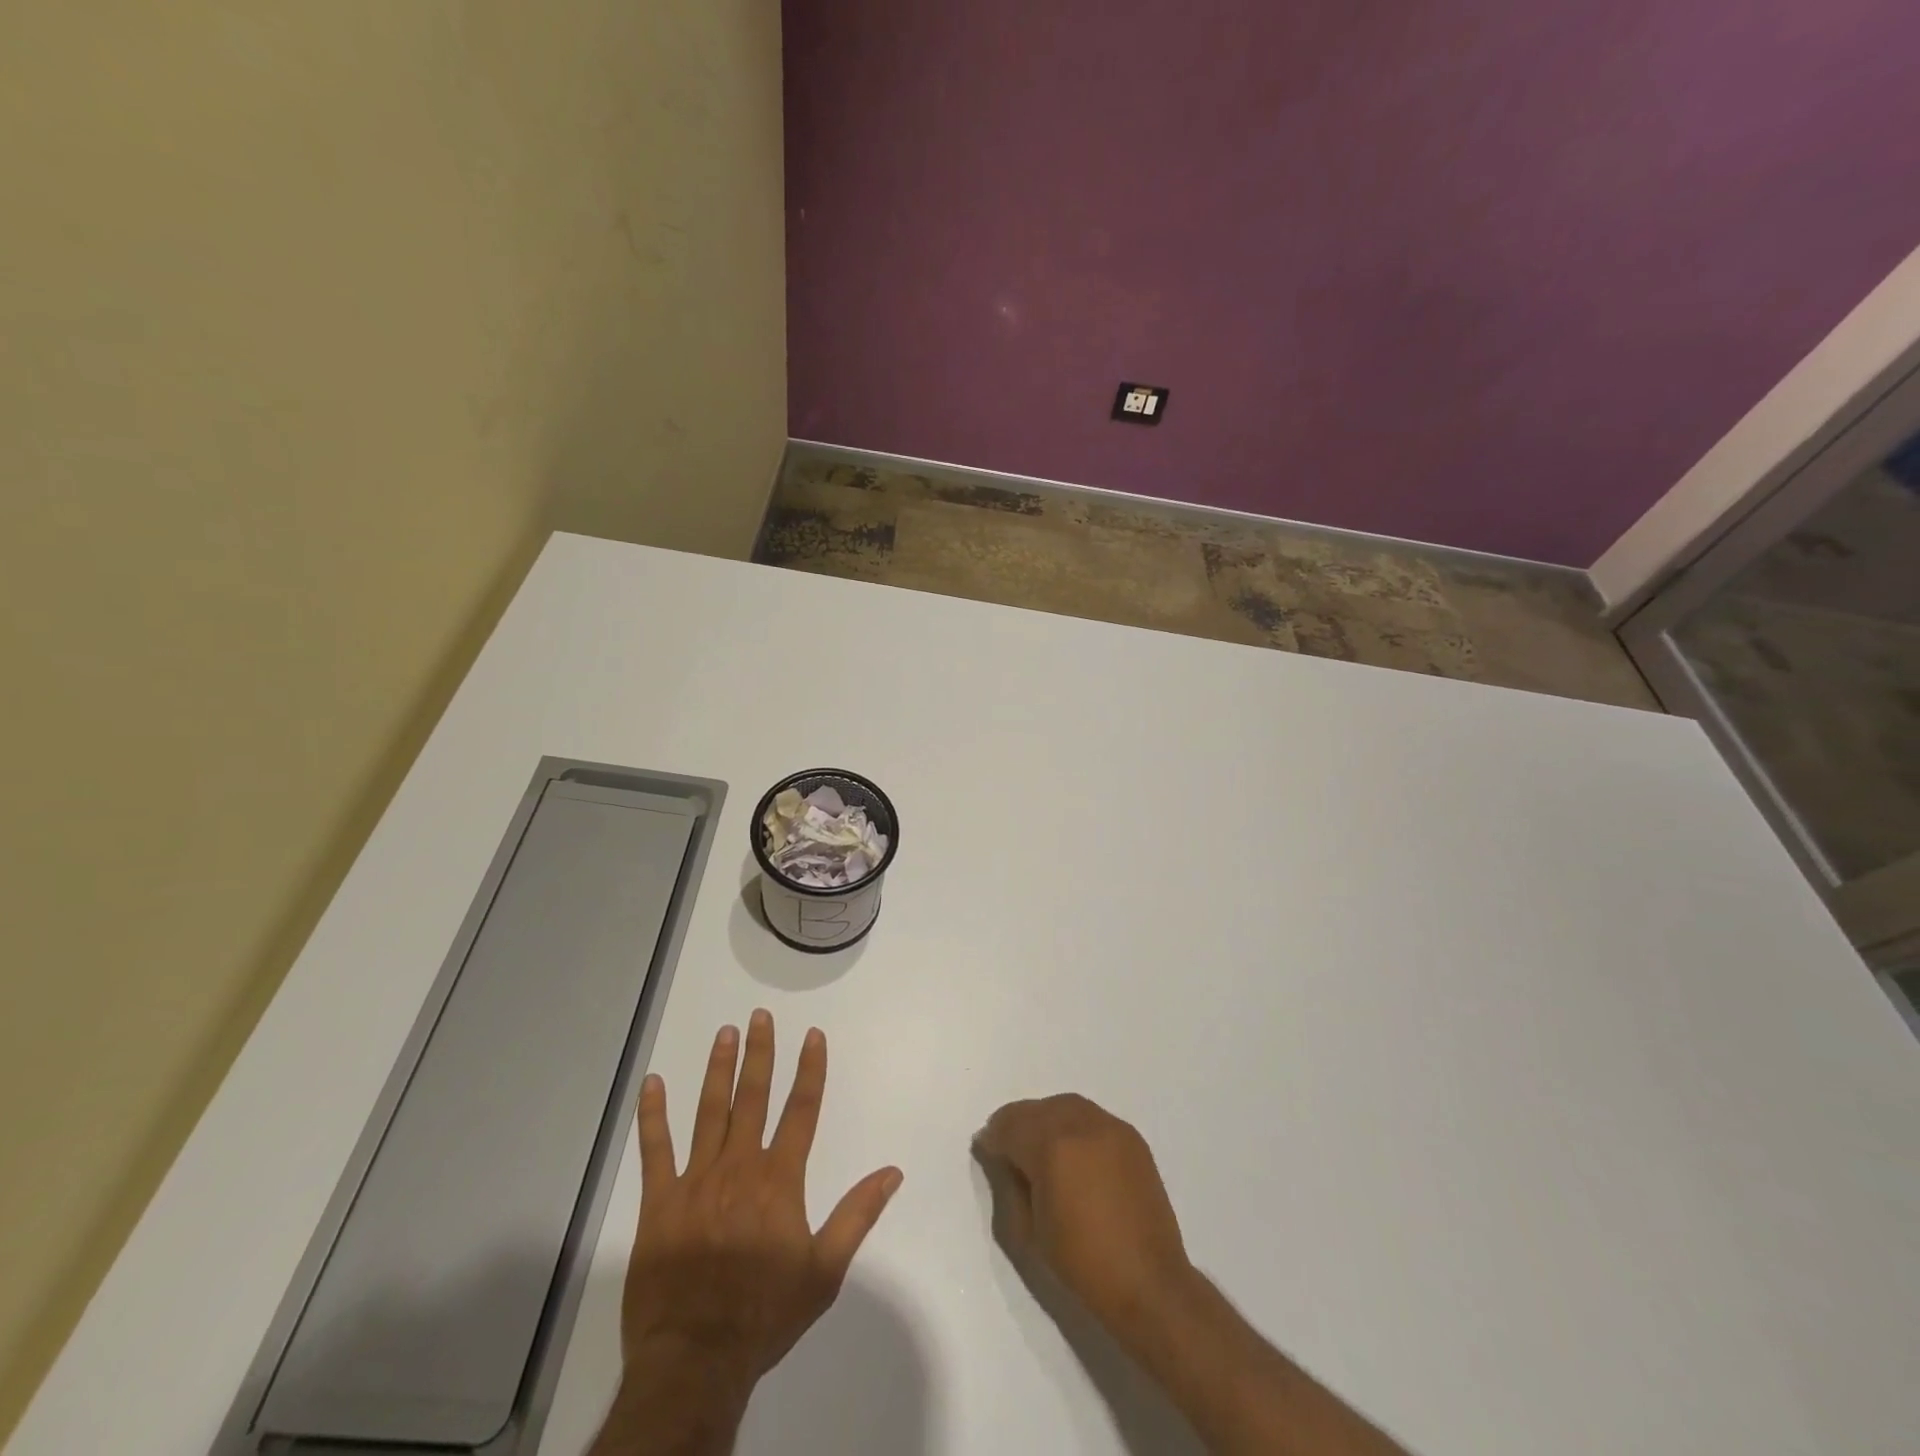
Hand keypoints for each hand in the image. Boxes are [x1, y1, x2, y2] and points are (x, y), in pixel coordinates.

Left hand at [618, 1011, 903, 1401]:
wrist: (696, 1359)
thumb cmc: (765, 1314)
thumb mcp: (825, 1270)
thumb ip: (857, 1215)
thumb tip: (892, 1171)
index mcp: (779, 1179)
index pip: (802, 1110)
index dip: (810, 1070)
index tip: (813, 1035)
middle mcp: (740, 1166)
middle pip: (753, 1097)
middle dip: (760, 1053)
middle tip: (760, 1016)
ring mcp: (696, 1180)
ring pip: (709, 1111)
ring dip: (717, 1069)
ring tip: (725, 1033)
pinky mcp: (659, 1201)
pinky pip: (654, 1150)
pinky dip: (653, 1115)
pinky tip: (651, 1084)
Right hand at [974, 1093, 1193, 1338]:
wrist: (1149, 1283)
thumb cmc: (1082, 1264)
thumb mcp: (1029, 1231)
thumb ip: (1010, 1184)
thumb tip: (1002, 1158)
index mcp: (1052, 1147)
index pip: (1010, 1126)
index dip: (994, 1137)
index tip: (986, 1149)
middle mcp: (1081, 1125)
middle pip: (1037, 1109)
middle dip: (1017, 1123)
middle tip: (1008, 1147)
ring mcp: (1110, 1127)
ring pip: (1065, 1106)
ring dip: (1045, 1119)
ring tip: (1039, 1146)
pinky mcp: (1131, 1137)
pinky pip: (1091, 1117)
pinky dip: (1073, 1125)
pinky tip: (1072, 1151)